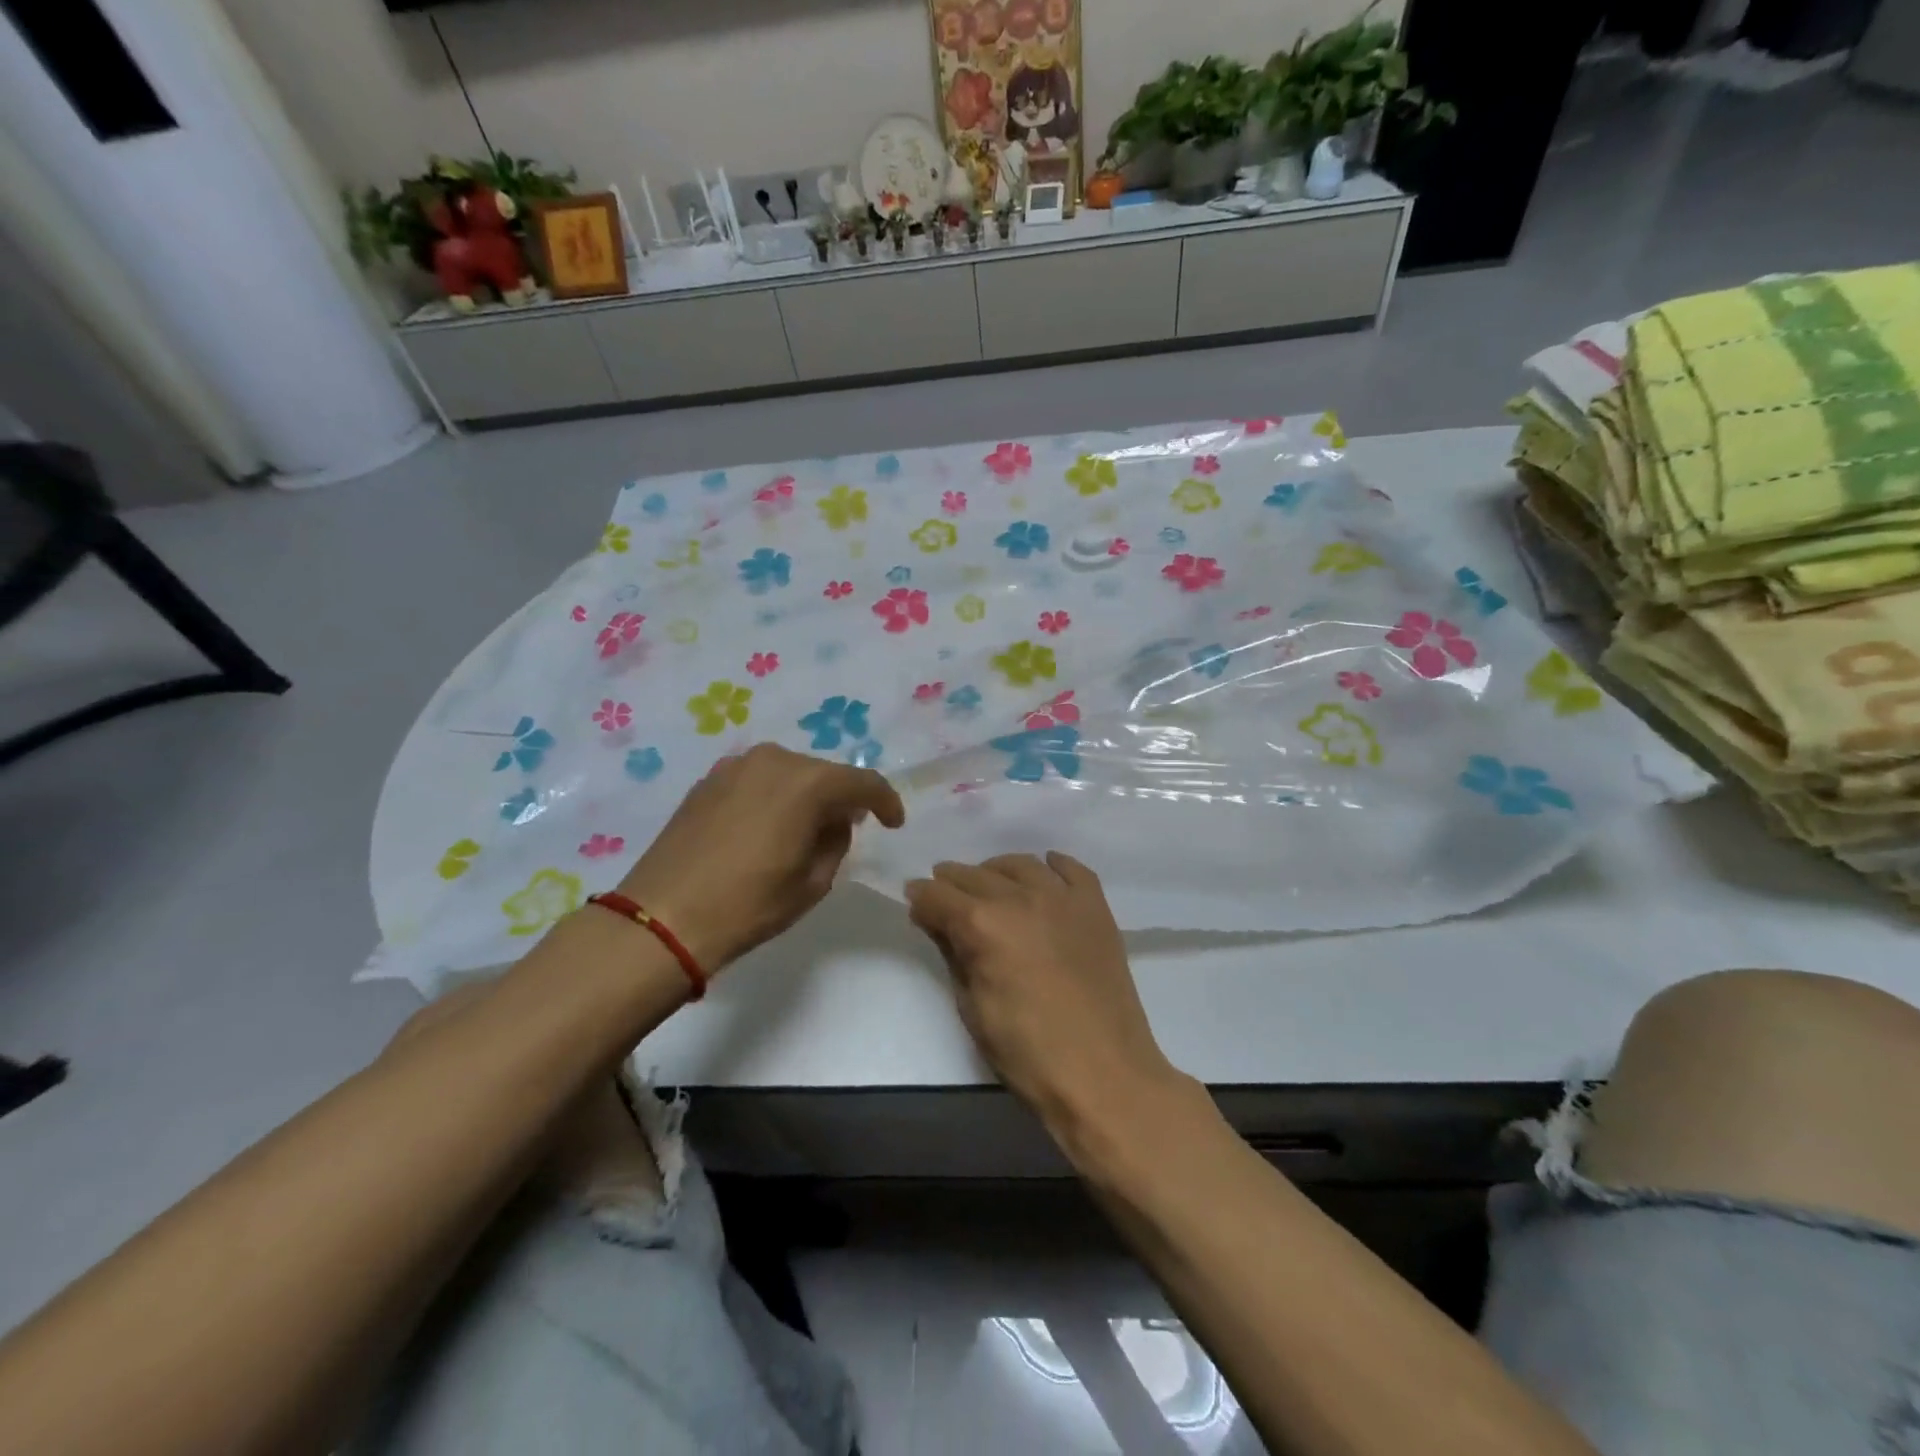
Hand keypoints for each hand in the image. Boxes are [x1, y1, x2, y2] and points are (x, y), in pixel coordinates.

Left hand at [617, 743, 903, 971]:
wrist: (663, 918)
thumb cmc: (748, 905)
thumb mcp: (813, 882)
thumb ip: (835, 841)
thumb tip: (834, 821)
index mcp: (806, 782)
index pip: (862, 782)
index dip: (885, 801)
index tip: (893, 823)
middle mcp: (772, 760)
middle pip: (822, 773)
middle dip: (840, 798)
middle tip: (847, 829)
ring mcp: (734, 766)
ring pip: (787, 773)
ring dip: (804, 796)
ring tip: (803, 830)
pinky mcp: (706, 781)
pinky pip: (756, 780)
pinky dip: (771, 797)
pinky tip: (765, 827)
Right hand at [905, 854, 1177, 1132]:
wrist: (1104, 1073)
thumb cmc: (1027, 1052)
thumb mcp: (972, 1008)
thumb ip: (952, 954)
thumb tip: (933, 920)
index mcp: (983, 925)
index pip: (938, 895)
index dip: (921, 896)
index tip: (914, 900)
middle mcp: (1019, 898)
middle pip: (974, 875)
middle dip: (952, 882)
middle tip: (943, 893)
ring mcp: (1062, 898)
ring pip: (1019, 865)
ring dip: (995, 870)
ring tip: (988, 884)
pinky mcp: (1095, 907)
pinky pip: (1072, 869)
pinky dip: (1052, 865)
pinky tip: (1044, 870)